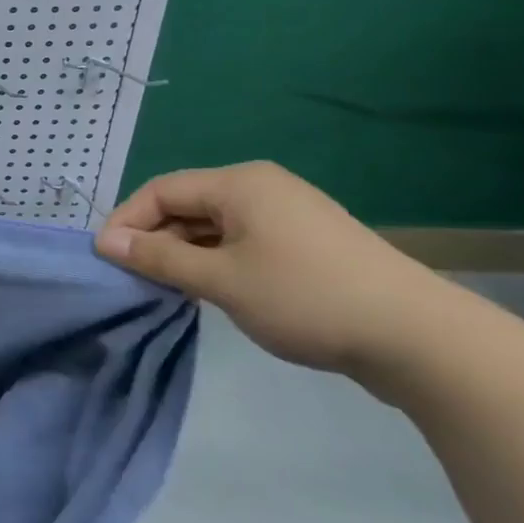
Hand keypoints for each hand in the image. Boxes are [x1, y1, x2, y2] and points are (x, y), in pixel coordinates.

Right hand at [95, 162, 451, 375]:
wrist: (419, 339)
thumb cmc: (306, 298)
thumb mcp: (220, 280)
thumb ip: (159, 257)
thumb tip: (106, 241)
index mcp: (240, 183)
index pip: (161, 190)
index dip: (127, 221)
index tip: (104, 258)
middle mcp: (261, 187)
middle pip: (187, 204)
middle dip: (154, 238)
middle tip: (132, 277)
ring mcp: (287, 215)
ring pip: (213, 225)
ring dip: (183, 252)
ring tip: (164, 288)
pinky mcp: (306, 243)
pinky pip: (241, 241)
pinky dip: (214, 260)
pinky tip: (208, 290)